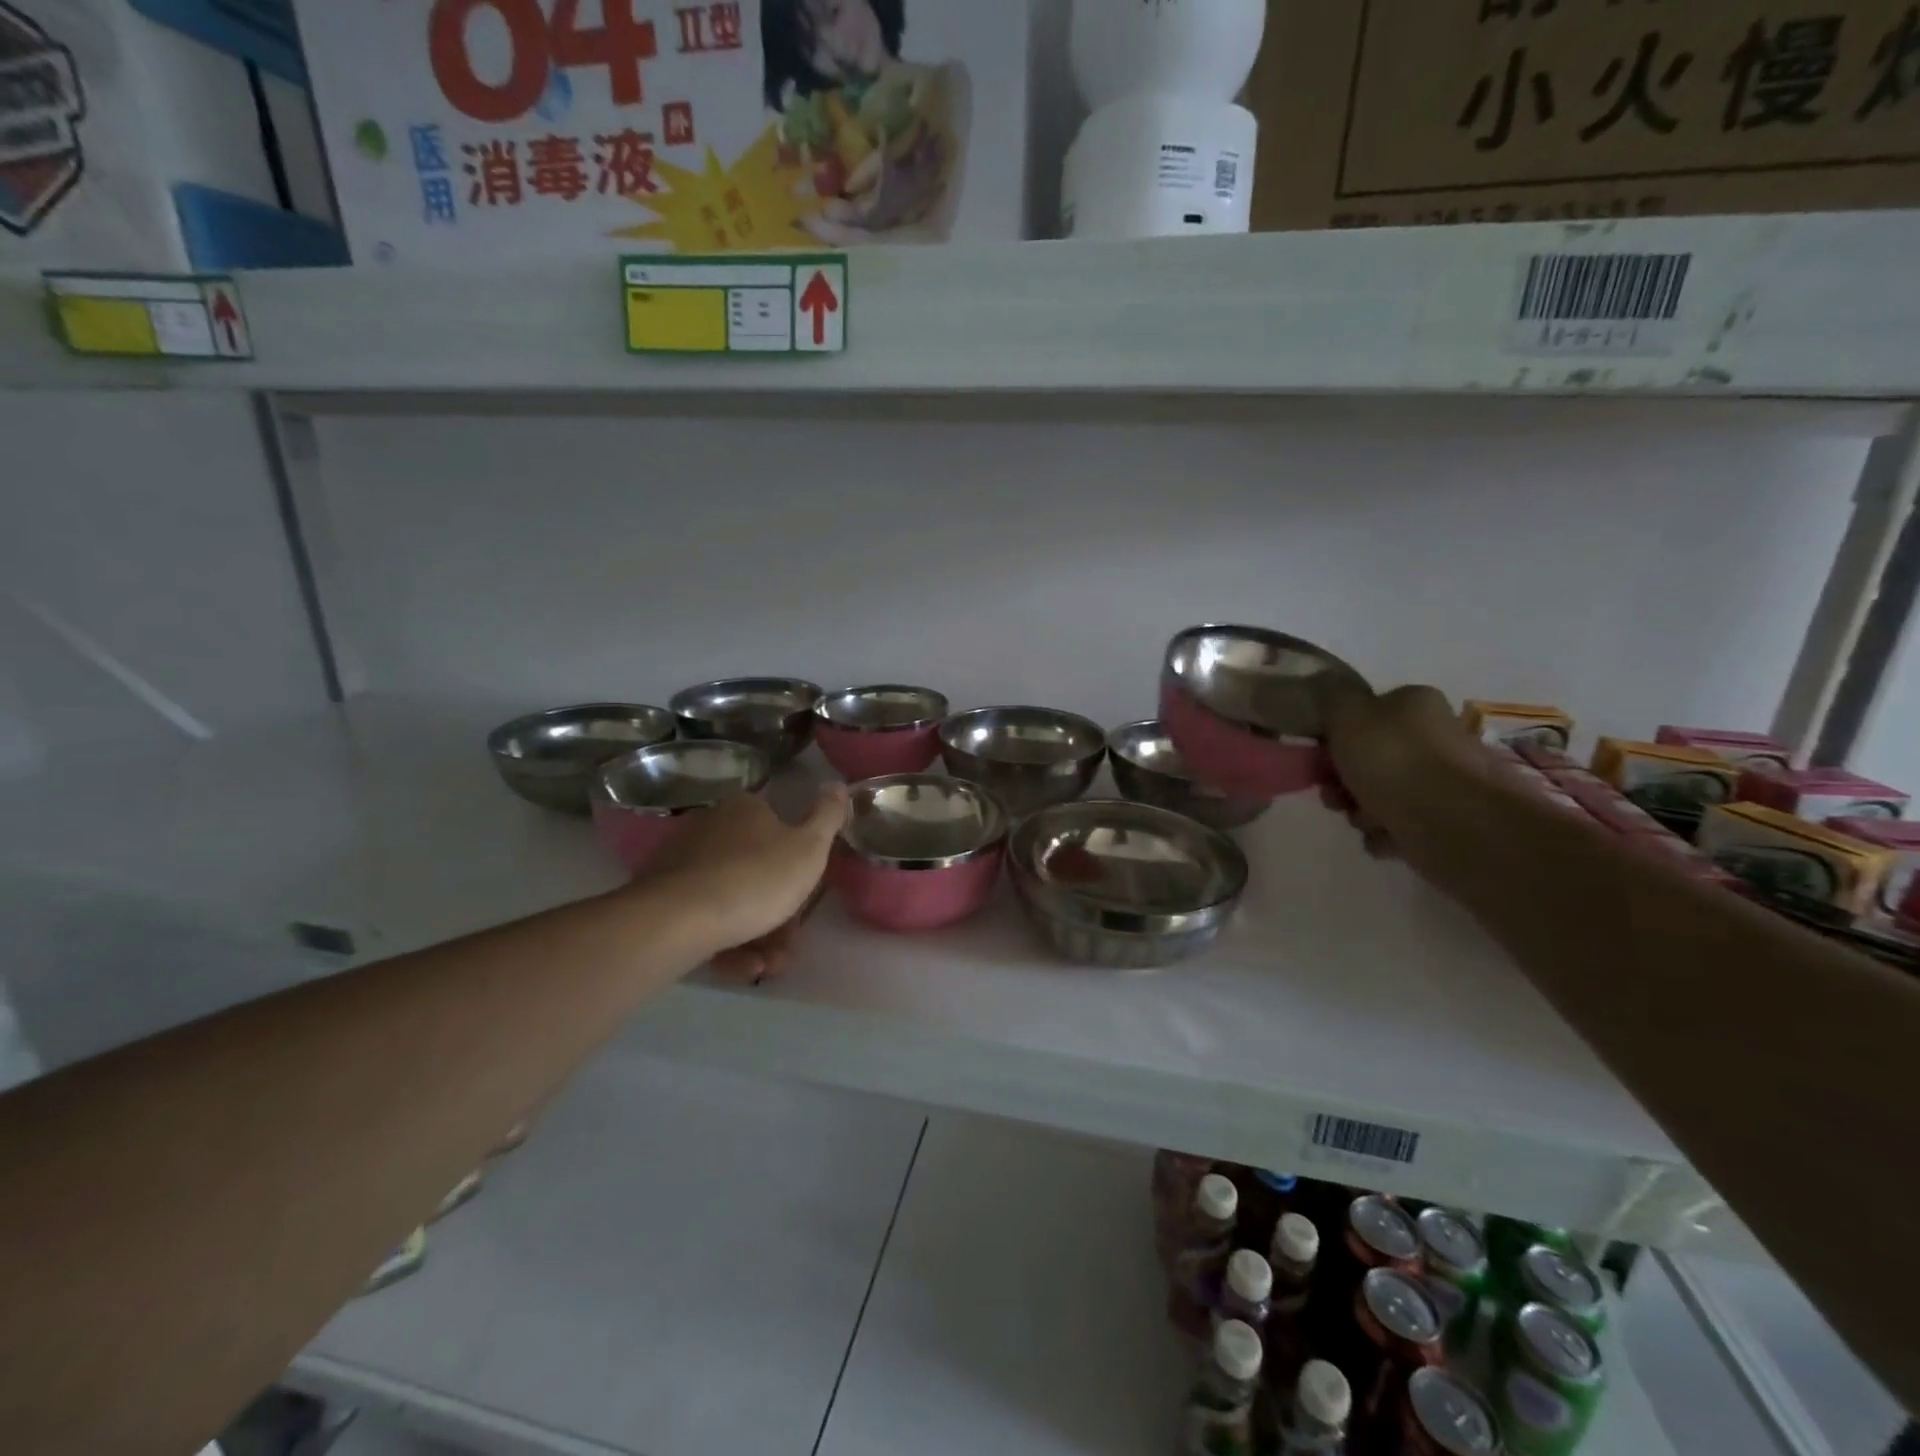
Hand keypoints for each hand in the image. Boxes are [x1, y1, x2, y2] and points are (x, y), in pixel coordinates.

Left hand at [637, 784, 848, 981]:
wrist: (678, 920)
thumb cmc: (756, 878)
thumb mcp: (809, 848)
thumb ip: (828, 817)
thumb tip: (837, 785)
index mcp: (746, 809)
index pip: (780, 831)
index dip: (798, 868)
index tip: (806, 900)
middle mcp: (711, 828)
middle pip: (757, 872)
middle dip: (779, 914)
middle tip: (787, 946)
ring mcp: (683, 863)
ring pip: (733, 900)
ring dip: (757, 936)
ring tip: (766, 966)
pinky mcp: (661, 898)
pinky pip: (705, 918)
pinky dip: (727, 942)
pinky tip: (739, 966)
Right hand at [1314, 680, 1478, 857]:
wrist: (1448, 820)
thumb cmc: (1391, 758)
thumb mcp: (1347, 713)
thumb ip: (1331, 695)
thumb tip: (1323, 680)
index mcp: (1415, 704)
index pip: (1370, 711)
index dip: (1338, 734)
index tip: (1321, 755)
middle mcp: (1436, 736)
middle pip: (1372, 756)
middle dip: (1345, 779)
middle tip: (1332, 794)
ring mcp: (1445, 780)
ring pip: (1384, 792)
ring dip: (1361, 809)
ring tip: (1361, 820)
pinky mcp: (1448, 819)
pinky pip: (1401, 824)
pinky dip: (1385, 833)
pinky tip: (1381, 837)